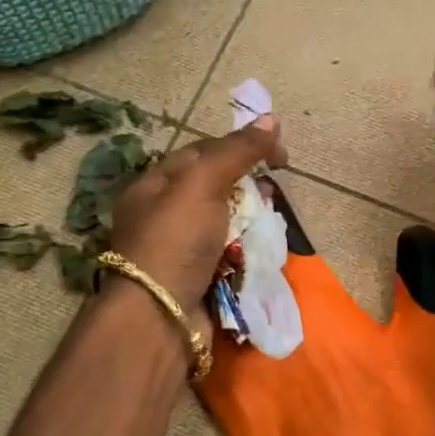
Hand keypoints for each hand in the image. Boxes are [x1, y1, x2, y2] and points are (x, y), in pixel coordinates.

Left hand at [109, 117, 285, 321]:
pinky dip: (246, 251)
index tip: (278, 155)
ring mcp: (181, 250)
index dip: (241, 147)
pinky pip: (230, 255)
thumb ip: (237, 152)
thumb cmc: (175, 240)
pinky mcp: (198, 278)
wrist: (160, 316)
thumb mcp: (203, 183)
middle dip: (249, 187)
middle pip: (217, 188)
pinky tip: (261, 250)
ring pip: (227, 223)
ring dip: (251, 221)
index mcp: (155, 185)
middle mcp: (165, 215)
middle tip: (272, 193)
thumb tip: (270, 119)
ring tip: (271, 223)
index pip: (204, 152)